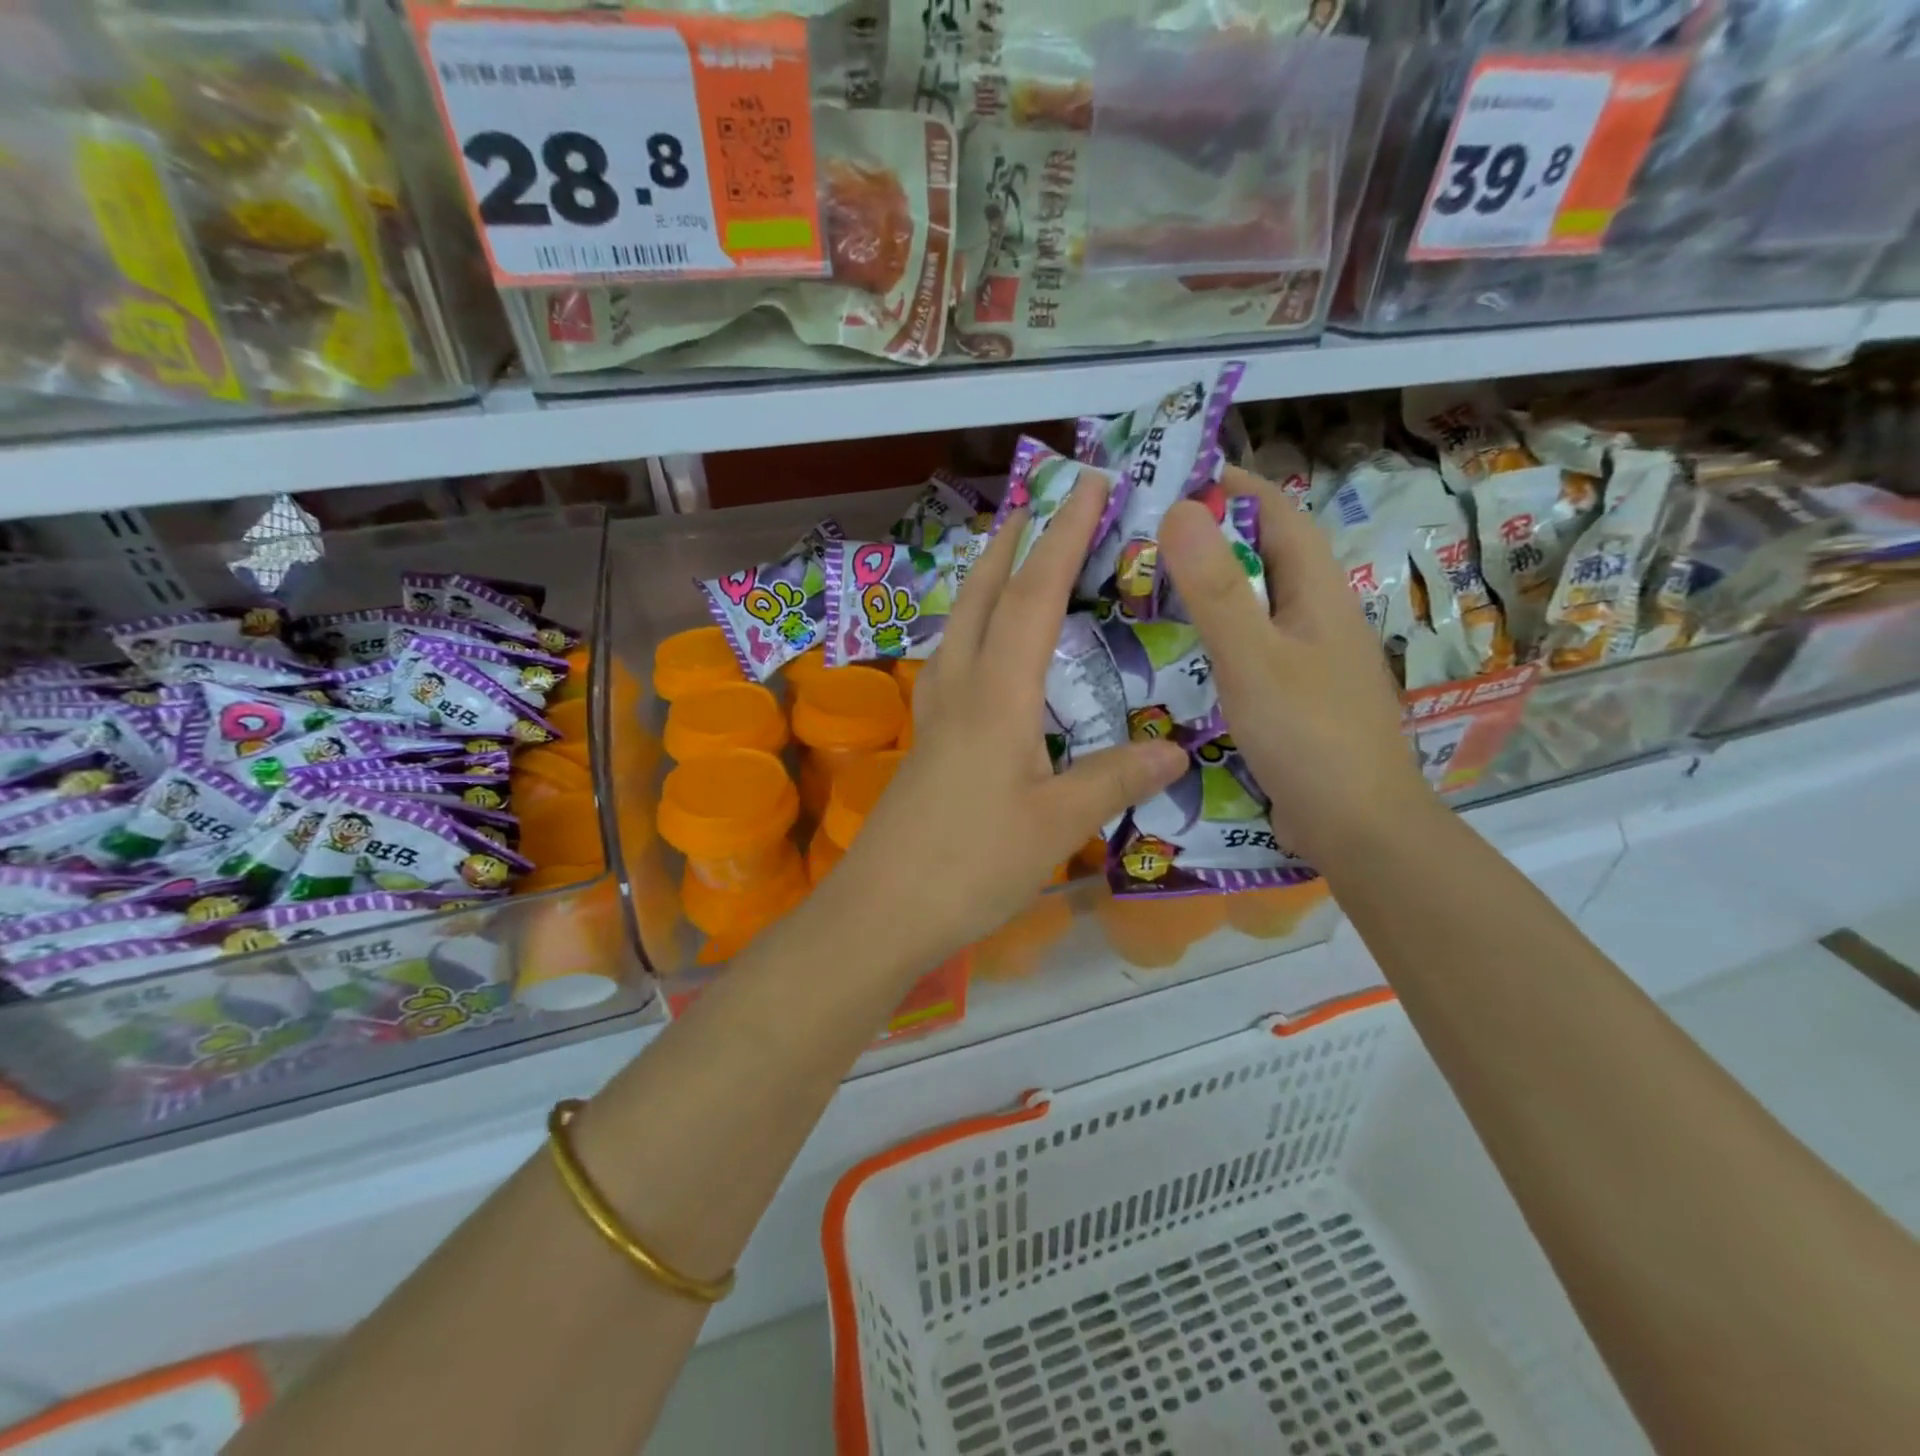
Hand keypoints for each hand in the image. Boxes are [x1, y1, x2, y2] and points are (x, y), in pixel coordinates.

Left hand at [838, 472, 1186, 960]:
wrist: (884, 910)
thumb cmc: (970, 864)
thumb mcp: (1055, 823)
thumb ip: (1113, 780)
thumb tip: (1173, 750)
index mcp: (997, 694)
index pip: (1036, 596)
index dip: (1064, 536)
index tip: (1089, 486)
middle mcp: (960, 689)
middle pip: (984, 596)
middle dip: (1012, 544)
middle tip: (1037, 504)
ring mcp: (935, 715)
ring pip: (959, 626)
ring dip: (987, 583)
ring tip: (1010, 562)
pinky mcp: (926, 743)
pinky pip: (952, 664)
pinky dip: (974, 633)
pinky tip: (985, 653)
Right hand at [1157, 466, 1433, 865]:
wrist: (1357, 827)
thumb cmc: (1307, 735)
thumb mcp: (1252, 657)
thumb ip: (1215, 588)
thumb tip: (1181, 508)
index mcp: (1319, 595)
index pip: (1280, 517)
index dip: (1237, 488)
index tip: (1181, 475)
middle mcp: (1318, 619)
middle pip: (1267, 559)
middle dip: (1214, 538)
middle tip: (1147, 537)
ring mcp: (1309, 662)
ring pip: (1257, 607)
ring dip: (1212, 589)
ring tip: (1152, 587)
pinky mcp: (1295, 700)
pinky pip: (1250, 650)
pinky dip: (1215, 638)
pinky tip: (1180, 655)